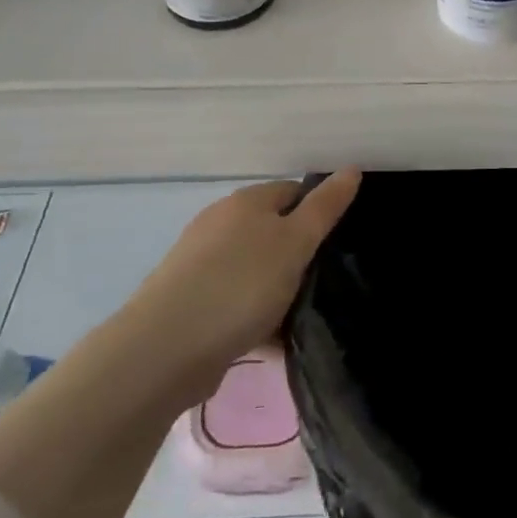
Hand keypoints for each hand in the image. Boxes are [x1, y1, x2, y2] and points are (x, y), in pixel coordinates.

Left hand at [129, 169, 360, 400]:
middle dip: (299, 254)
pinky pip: (236, 301)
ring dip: (278, 288)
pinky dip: (255, 315)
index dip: (319, 212)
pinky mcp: (190, 302)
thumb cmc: (240, 285)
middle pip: (272, 230)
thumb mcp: (295, 242)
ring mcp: (201, 263)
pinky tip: (272, 339)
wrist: (165, 349)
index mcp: (246, 202)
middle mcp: (220, 224)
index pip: (293, 192)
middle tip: (326, 281)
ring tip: (303, 315)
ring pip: (255, 268)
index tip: (339, 242)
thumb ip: (324, 208)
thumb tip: (351, 169)